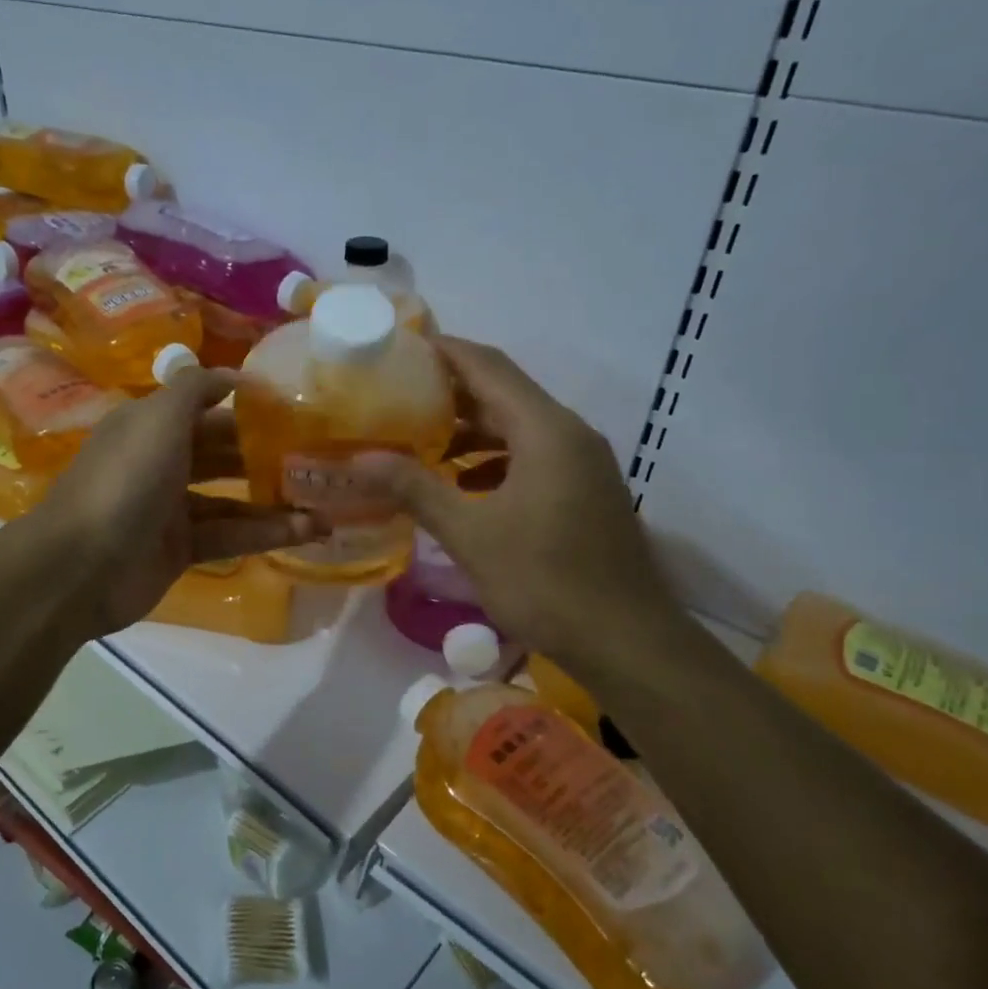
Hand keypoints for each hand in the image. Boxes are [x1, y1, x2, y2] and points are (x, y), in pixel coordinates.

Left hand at [31, 368, 319, 635]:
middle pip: (221, 452)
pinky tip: (307, 531)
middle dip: (265, 454)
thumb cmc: (125, 480)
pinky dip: (265, 532)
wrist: (81, 567)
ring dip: (275, 500)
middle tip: (317, 455)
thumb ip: (196, 388)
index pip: (204, 408)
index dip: (245, 406)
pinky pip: (230, 535)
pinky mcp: (180, 550)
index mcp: (150, 425)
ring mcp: (169, 509)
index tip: (294, 407)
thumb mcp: (158, 418)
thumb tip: (236, 376)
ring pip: (231, 499)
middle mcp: (160, 462)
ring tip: (326, 501)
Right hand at [356, 337, 686, 674]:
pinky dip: (492, 460)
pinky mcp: (584, 492)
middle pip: (504, 394)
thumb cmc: (545, 581)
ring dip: (469, 431)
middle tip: (394, 397)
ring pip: (518, 429)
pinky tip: (459, 484)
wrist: (626, 641)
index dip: (444, 351)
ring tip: (417, 440)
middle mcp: (570, 435)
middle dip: (449, 393)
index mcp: (546, 430)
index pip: (488, 367)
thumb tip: (361, 458)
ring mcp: (582, 464)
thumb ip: (416, 489)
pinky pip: (532, 458)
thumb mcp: (471, 534)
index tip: (399, 347)